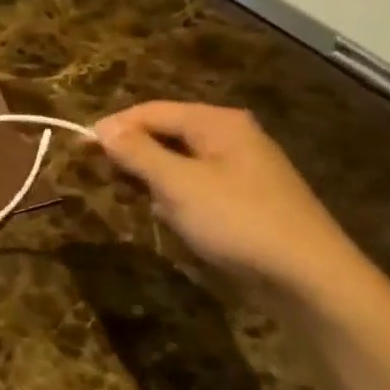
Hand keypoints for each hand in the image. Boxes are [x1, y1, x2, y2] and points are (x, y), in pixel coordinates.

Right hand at [93, 101, 368, 297]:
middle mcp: (231, 135)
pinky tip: (172, 217)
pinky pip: (196, 183)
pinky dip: (175, 195)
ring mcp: (242, 167)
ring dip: (153, 178)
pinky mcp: (246, 197)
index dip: (113, 127)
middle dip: (134, 153)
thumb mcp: (177, 184)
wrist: (310, 278)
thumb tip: (102, 128)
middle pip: (165, 132)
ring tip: (138, 200)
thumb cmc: (237, 221)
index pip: (150, 111)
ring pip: (178, 160)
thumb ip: (136, 152)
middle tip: (108, 179)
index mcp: (217, 122)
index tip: (79, 149)